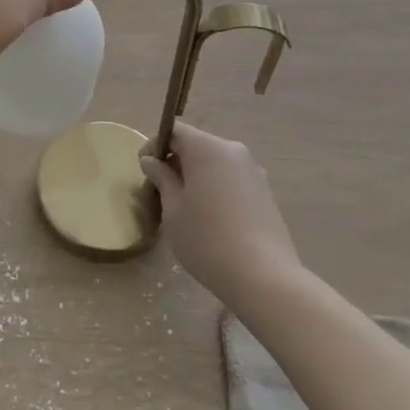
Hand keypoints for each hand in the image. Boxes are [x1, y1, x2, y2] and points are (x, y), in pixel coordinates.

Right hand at [141, 123, 298, 302]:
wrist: (264, 278)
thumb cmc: (207, 239)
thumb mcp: (173, 209)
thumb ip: (161, 178)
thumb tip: (152, 161)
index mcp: (208, 148)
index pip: (175, 131)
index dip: (155, 145)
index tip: (144, 169)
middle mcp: (233, 151)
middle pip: (196, 145)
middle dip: (176, 162)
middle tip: (160, 190)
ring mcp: (253, 171)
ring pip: (215, 163)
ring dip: (196, 176)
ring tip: (184, 206)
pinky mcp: (265, 192)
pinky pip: (231, 179)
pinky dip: (215, 188)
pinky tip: (210, 217)